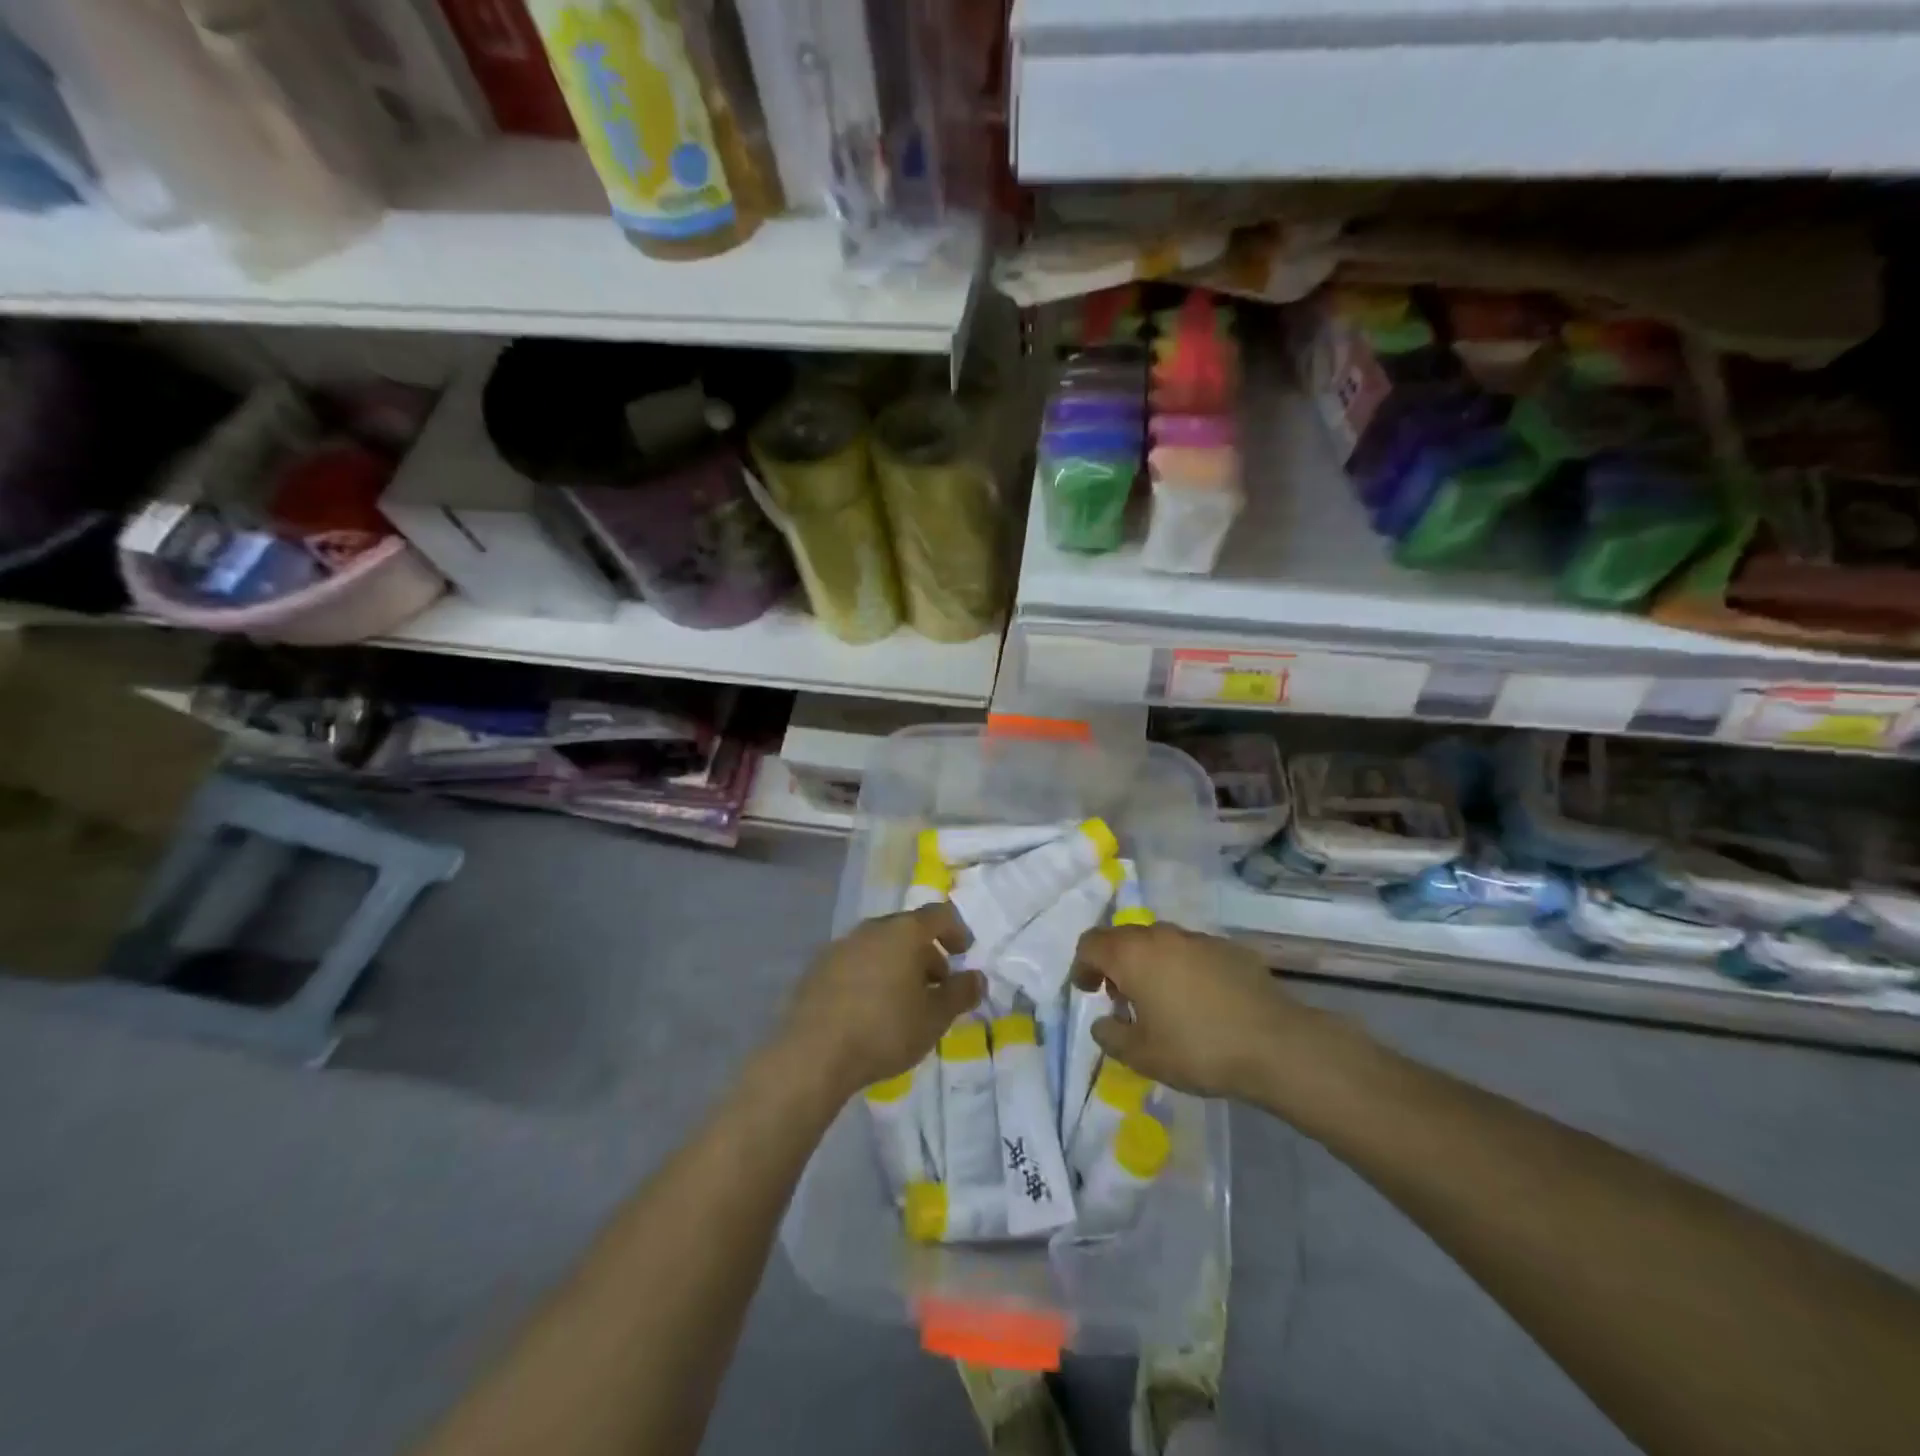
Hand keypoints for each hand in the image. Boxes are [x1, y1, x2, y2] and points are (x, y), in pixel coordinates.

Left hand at [782, 902, 982, 1096]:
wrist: (812, 1054)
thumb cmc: (884, 1030)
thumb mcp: (935, 1018)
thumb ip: (960, 994)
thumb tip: (977, 978)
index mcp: (903, 932)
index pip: (938, 915)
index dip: (956, 931)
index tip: (964, 954)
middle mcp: (871, 929)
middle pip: (907, 930)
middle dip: (926, 953)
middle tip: (936, 986)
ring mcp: (840, 947)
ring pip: (879, 947)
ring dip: (897, 966)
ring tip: (904, 1002)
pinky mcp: (817, 969)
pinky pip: (855, 964)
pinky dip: (871, 976)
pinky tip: (870, 1010)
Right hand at [1071, 923, 1299, 1099]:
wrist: (1275, 1044)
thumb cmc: (1197, 1049)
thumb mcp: (1142, 1056)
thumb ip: (1111, 1036)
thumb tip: (1103, 1023)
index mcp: (1132, 955)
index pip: (1091, 943)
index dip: (1082, 965)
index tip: (1086, 990)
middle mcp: (1161, 936)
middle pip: (1123, 938)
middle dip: (1114, 964)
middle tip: (1120, 998)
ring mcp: (1197, 938)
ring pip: (1159, 942)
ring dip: (1148, 964)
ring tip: (1159, 1001)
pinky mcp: (1228, 948)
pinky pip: (1191, 951)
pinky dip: (1181, 968)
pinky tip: (1197, 1000)